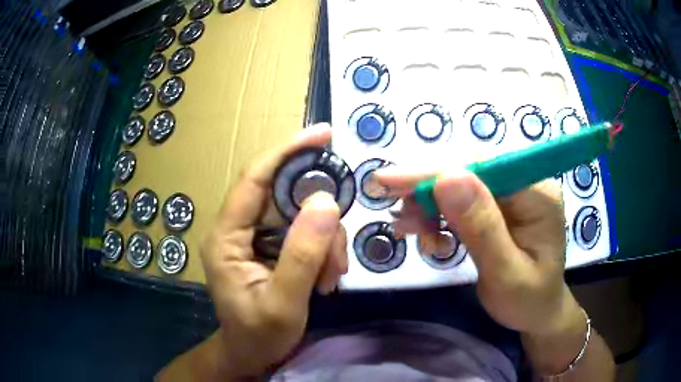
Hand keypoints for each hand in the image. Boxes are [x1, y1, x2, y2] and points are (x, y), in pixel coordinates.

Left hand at [199, 124, 347, 377]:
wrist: (252, 356)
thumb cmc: (259, 336)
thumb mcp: (283, 303)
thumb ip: (302, 255)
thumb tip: (326, 201)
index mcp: (226, 237)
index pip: (255, 179)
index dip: (287, 151)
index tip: (324, 134)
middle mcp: (237, 229)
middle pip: (284, 197)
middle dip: (320, 219)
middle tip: (337, 252)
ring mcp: (255, 238)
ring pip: (300, 216)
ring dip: (325, 242)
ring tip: (331, 277)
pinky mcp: (271, 247)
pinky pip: (304, 233)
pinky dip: (323, 250)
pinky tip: (326, 278)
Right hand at [376, 168, 581, 335]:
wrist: (538, 312)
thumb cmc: (528, 300)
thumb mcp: (506, 274)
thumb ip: (481, 229)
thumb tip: (446, 178)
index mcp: (536, 193)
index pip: (481, 165)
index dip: (432, 170)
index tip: (387, 181)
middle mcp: (525, 181)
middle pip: (467, 167)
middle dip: (426, 189)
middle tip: (397, 213)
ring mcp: (511, 191)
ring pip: (458, 181)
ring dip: (428, 204)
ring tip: (411, 231)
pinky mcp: (498, 204)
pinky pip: (460, 199)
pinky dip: (437, 214)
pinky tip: (428, 234)